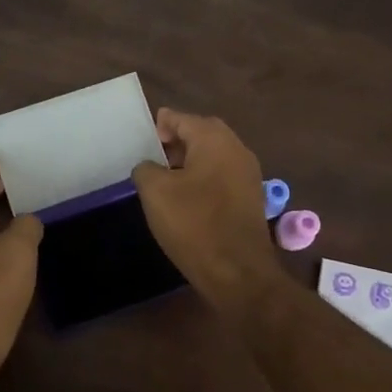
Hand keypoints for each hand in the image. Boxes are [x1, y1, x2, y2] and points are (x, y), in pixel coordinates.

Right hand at [131, 108, 280, 306]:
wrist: (238, 272)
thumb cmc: (194, 224)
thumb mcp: (155, 192)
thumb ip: (146, 168)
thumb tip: (150, 167)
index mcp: (214, 139)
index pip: (181, 118)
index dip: (159, 126)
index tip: (141, 141)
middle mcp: (237, 149)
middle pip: (201, 133)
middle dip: (175, 142)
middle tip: (151, 158)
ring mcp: (248, 174)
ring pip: (213, 156)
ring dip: (189, 161)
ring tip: (164, 180)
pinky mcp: (250, 198)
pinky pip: (222, 176)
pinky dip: (203, 179)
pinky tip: (186, 199)